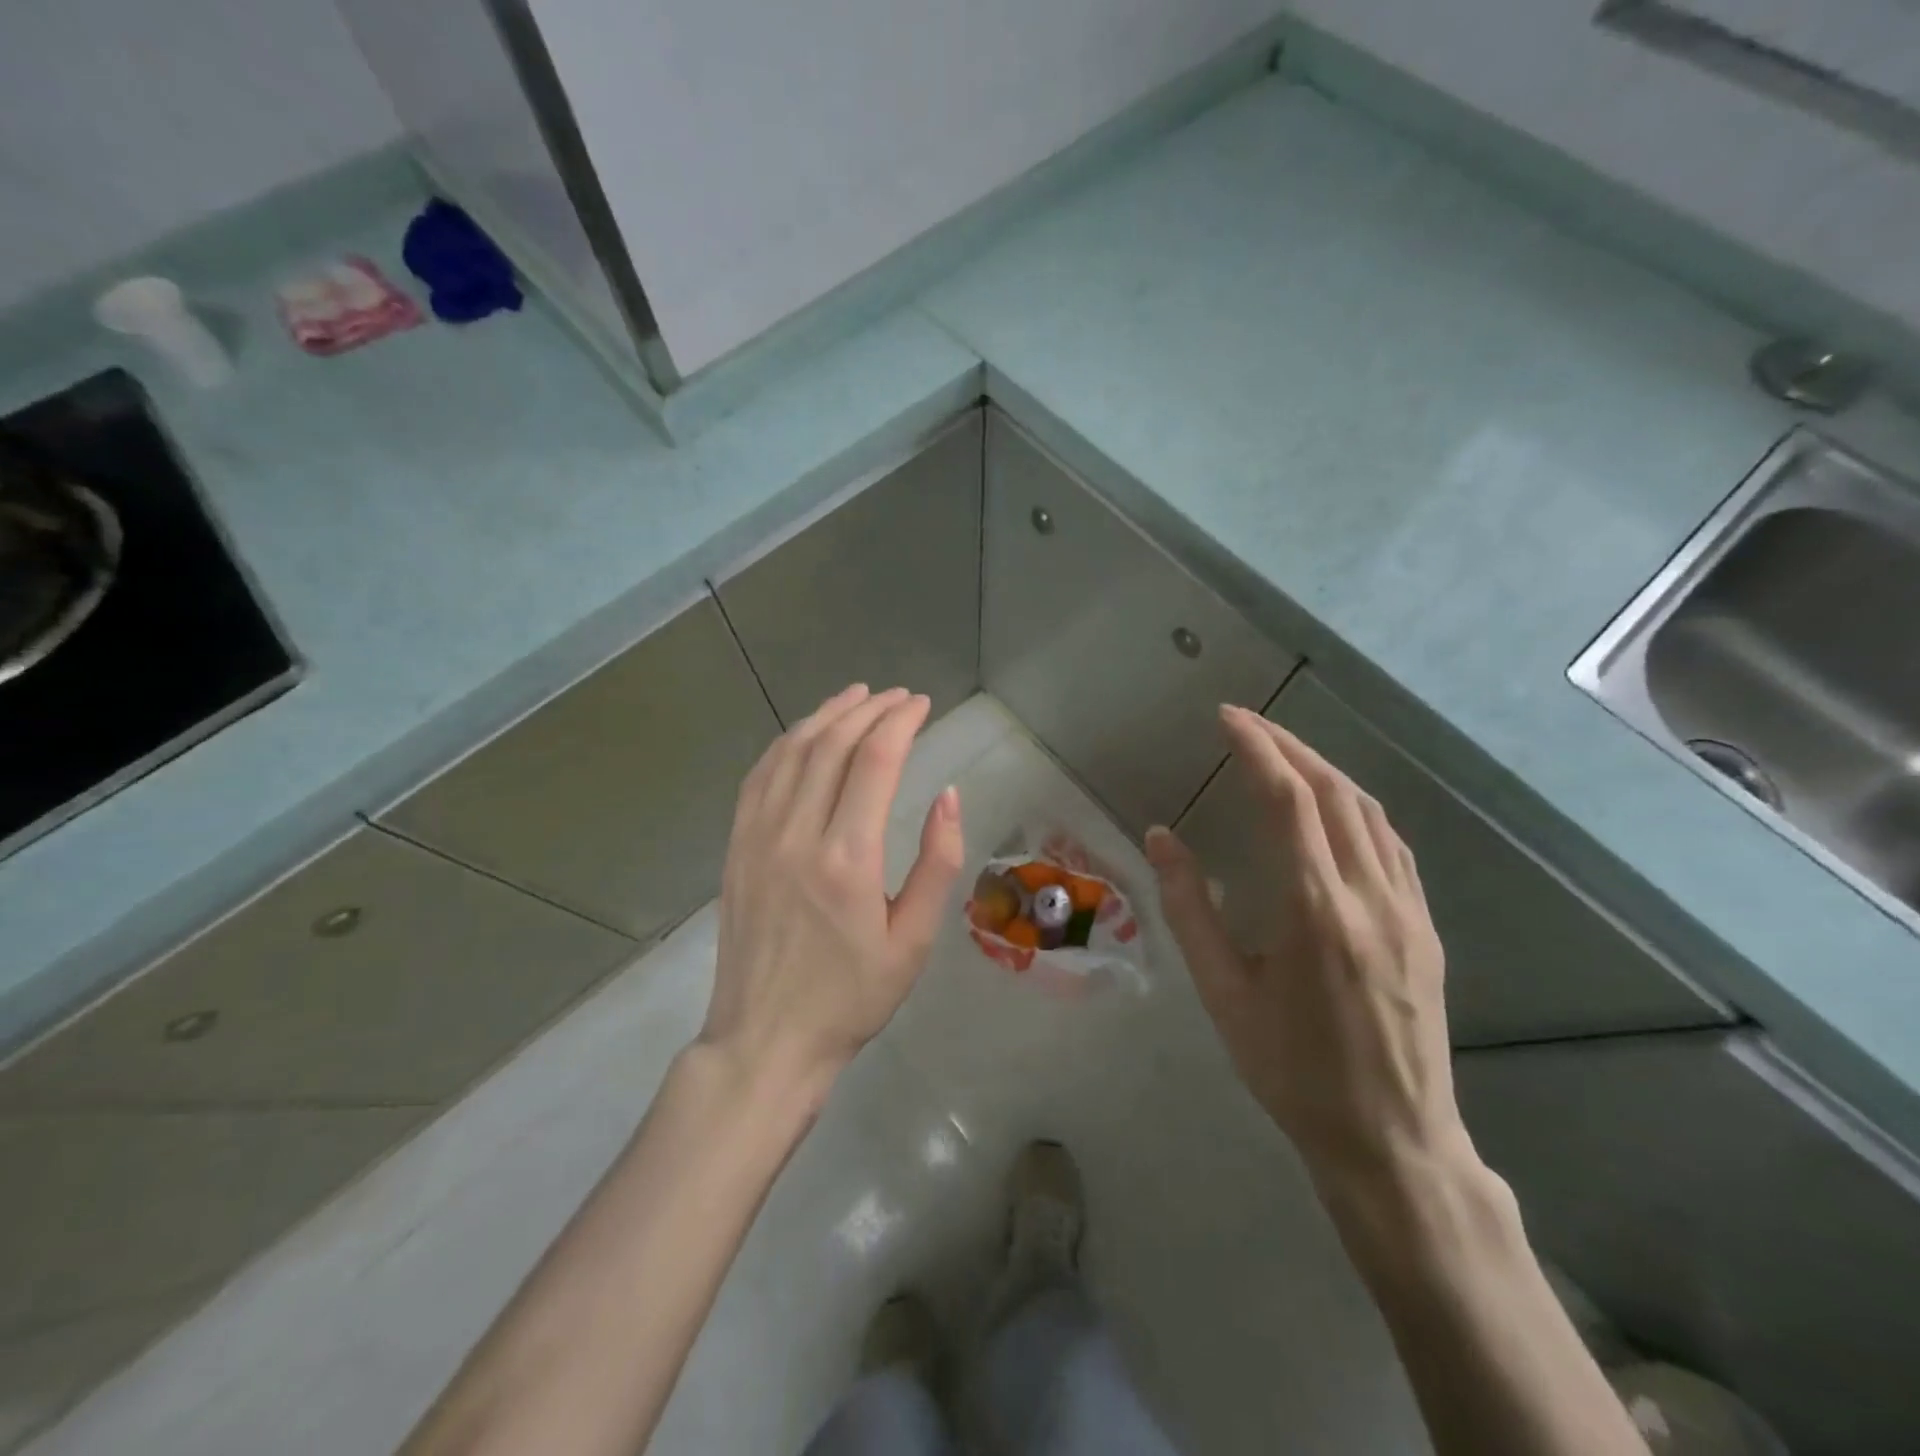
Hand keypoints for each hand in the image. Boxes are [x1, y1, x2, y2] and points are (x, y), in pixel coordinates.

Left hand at [700, 684, 964, 1101]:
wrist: (766, 1040)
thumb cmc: (850, 998)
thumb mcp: (914, 941)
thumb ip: (937, 863)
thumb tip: (948, 795)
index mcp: (847, 858)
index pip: (875, 760)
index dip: (901, 721)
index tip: (922, 705)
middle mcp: (797, 834)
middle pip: (832, 744)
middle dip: (869, 709)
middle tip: (898, 697)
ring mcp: (758, 837)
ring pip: (792, 751)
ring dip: (827, 715)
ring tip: (856, 697)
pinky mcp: (737, 847)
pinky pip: (759, 776)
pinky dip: (786, 743)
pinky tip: (805, 734)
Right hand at [1145, 705, 1462, 1188]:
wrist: (1390, 1138)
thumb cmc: (1290, 1069)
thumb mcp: (1223, 992)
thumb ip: (1189, 907)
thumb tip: (1161, 836)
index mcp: (1314, 909)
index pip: (1288, 800)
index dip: (1257, 748)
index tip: (1227, 717)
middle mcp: (1369, 895)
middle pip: (1333, 792)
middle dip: (1288, 745)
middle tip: (1246, 723)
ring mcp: (1407, 909)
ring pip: (1369, 812)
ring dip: (1324, 770)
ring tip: (1282, 754)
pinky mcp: (1425, 927)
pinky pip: (1391, 845)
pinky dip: (1355, 808)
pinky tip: (1332, 809)